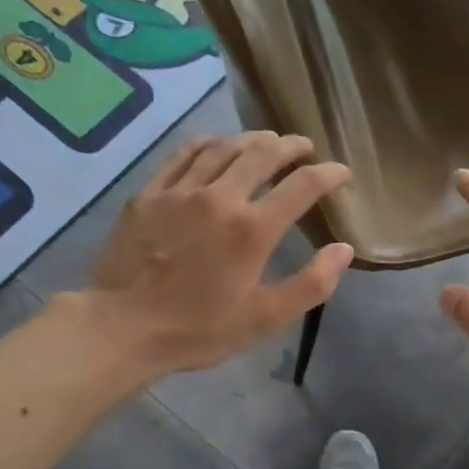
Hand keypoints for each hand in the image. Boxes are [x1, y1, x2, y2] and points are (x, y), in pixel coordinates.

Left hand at [85, 131, 352, 375]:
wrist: (123, 327)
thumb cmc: (199, 328)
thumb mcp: (265, 318)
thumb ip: (311, 284)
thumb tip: (344, 250)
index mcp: (253, 229)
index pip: (303, 185)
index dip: (329, 174)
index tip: (342, 173)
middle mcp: (221, 197)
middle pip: (264, 153)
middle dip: (292, 145)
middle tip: (304, 148)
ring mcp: (181, 191)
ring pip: (224, 147)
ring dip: (252, 139)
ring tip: (266, 141)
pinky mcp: (150, 193)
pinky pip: (183, 154)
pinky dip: (208, 143)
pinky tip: (216, 144)